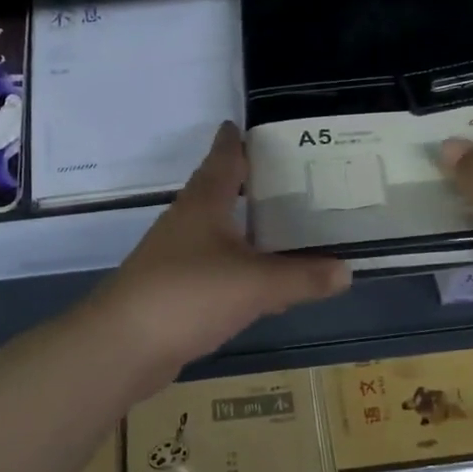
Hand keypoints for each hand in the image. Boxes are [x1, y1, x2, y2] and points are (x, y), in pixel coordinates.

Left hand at [91, 123, 351, 377]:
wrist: (124, 346)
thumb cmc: (188, 294)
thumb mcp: (256, 284)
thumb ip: (303, 277)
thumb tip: (348, 270)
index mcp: (204, 203)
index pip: (223, 158)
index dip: (236, 140)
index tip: (252, 126)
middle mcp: (188, 222)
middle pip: (220, 192)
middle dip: (250, 183)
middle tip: (291, 177)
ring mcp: (177, 257)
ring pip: (219, 233)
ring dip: (247, 228)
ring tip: (285, 226)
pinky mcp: (175, 290)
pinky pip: (217, 269)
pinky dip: (242, 269)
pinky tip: (264, 284)